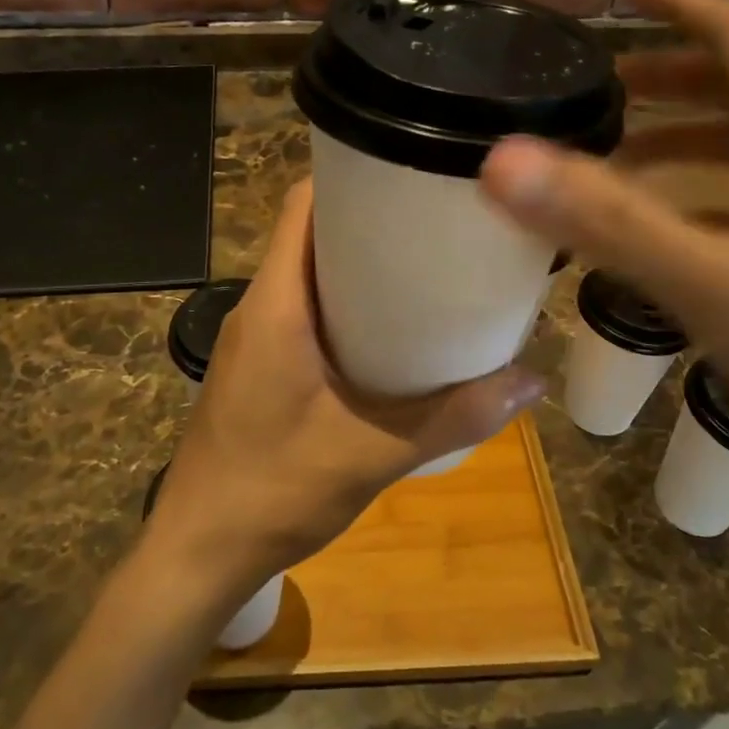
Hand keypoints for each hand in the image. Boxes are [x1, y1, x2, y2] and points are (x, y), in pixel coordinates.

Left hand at [143, 180, 543, 608]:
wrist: (198, 552)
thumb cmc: (274, 491)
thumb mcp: (373, 454)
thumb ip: (453, 416)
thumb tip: (530, 380)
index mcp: (276, 303)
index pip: (303, 206)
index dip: (352, 177)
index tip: (410, 176)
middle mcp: (260, 306)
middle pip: (310, 235)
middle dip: (369, 222)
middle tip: (436, 226)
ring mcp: (254, 338)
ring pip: (306, 274)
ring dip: (356, 267)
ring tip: (424, 271)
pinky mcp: (257, 367)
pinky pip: (302, 311)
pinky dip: (342, 306)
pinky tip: (388, 334)